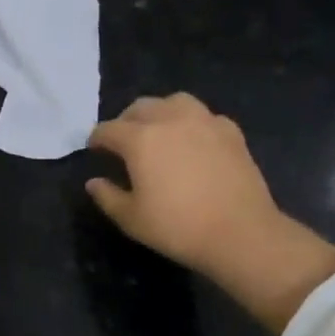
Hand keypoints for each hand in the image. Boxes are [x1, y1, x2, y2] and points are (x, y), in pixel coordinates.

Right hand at [86, 94, 334, 333]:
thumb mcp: (131, 219)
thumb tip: (94, 182)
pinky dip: (192, 123)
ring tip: (158, 130)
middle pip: (140, 107)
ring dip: (160, 112)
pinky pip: (204, 116)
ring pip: (174, 102)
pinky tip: (193, 141)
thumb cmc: (178, 227)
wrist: (241, 233)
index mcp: (140, 139)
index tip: (94, 149)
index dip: (97, 139)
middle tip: (123, 141)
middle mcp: (170, 120)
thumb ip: (107, 196)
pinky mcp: (230, 132)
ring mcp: (204, 122)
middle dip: (126, 121)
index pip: (109, 129)